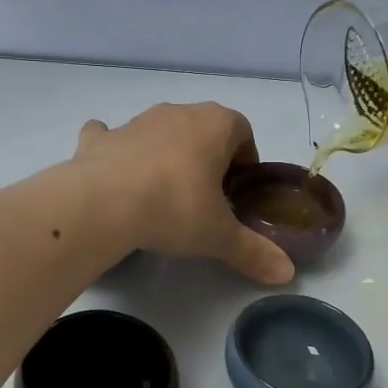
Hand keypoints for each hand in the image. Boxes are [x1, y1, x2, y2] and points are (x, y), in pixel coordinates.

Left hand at [71, 103, 294, 284]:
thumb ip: (254, 252)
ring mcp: (135, 122)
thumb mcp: (219, 236)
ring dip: (165, 153)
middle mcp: (177, 113)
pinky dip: (116, 151)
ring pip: (159, 131)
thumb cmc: (174, 208)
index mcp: (214, 124)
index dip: (245, 158)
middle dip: (207, 156)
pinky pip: (111, 137)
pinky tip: (115, 176)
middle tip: (206, 197)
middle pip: (201, 128)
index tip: (239, 190)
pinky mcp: (100, 139)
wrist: (102, 204)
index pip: (242, 130)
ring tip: (163, 194)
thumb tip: (287, 274)